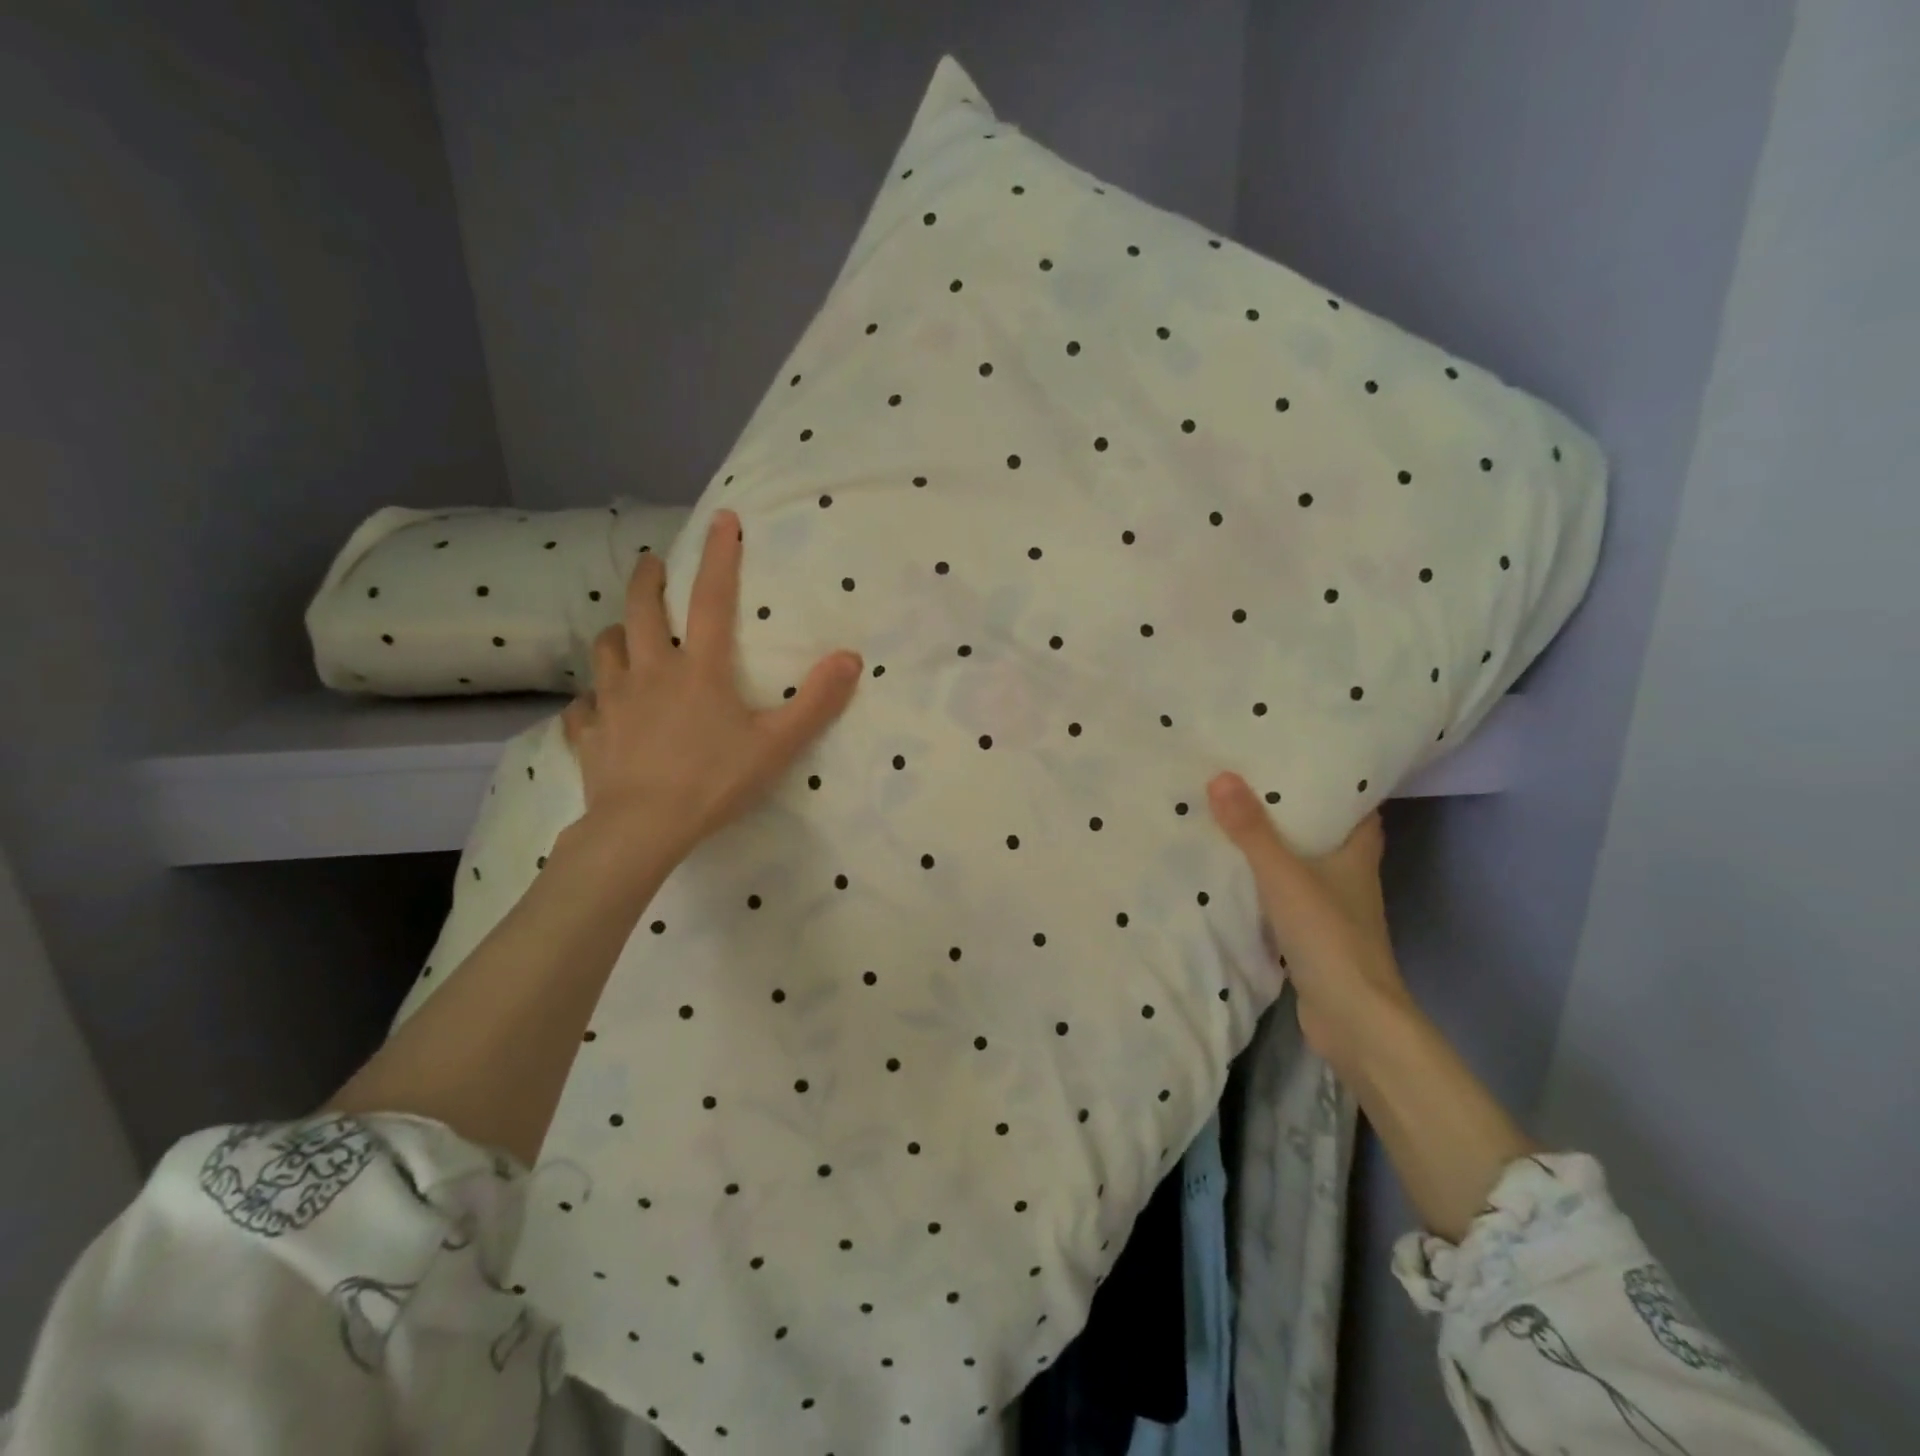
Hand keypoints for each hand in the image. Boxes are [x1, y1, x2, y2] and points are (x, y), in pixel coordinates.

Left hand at [563, 508, 862, 861]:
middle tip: (652, 565)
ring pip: (604, 649)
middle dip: (647, 580)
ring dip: (616, 634)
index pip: (711, 598)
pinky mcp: (589, 733)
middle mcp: (649, 671)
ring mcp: (612, 701)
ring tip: (626, 636)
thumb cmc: (714, 782)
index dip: (719, 556)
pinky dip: (592, 700)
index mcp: (697, 668)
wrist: (642, 829)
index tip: (722, 520)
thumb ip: (816, 701)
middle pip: (639, 609)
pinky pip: (583, 706)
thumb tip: (851, 658)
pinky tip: (598, 708)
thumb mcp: (777, 744)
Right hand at [1207, 772, 1410, 1073]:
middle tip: (1255, 784)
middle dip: (1298, 813)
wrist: (1352, 1019)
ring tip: (1237, 821)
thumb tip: (1221, 776)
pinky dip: (1268, 886)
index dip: (1340, 785)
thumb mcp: (1284, 875)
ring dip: (1280, 850)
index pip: (1360, 809)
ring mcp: (1334, 912)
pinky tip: (1237, 878)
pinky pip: (1288, 899)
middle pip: (1329, 836)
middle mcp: (1351, 879)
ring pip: (1307, 868)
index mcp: (1357, 856)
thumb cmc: (1329, 936)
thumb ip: (1252, 830)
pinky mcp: (1315, 939)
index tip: (1304, 761)